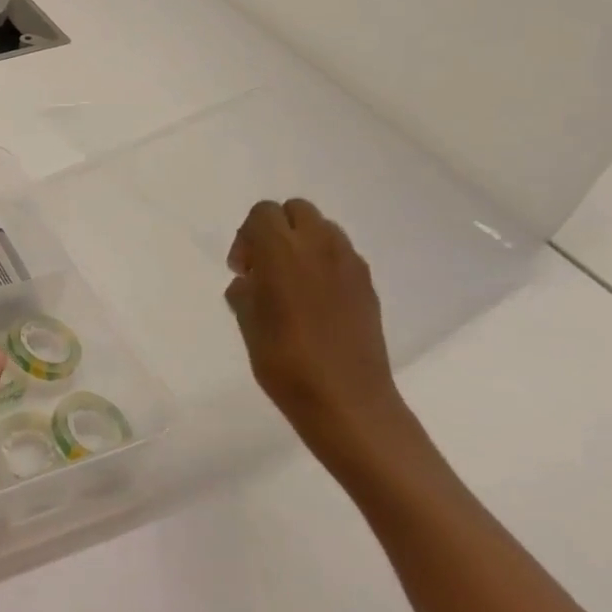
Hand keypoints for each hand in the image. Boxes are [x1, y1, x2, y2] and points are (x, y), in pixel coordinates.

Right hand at [223, 198, 405, 456]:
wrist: (346, 401)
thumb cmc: (285, 361)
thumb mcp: (247, 322)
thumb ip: (245, 290)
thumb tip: (250, 281)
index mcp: (281, 250)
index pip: (263, 213)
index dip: (247, 236)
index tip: (243, 270)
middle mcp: (319, 246)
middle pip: (296, 210)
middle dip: (277, 229)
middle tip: (265, 268)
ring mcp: (349, 264)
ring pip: (323, 229)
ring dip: (303, 243)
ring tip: (292, 283)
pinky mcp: (368, 285)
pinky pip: (341, 255)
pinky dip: (325, 264)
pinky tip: (316, 301)